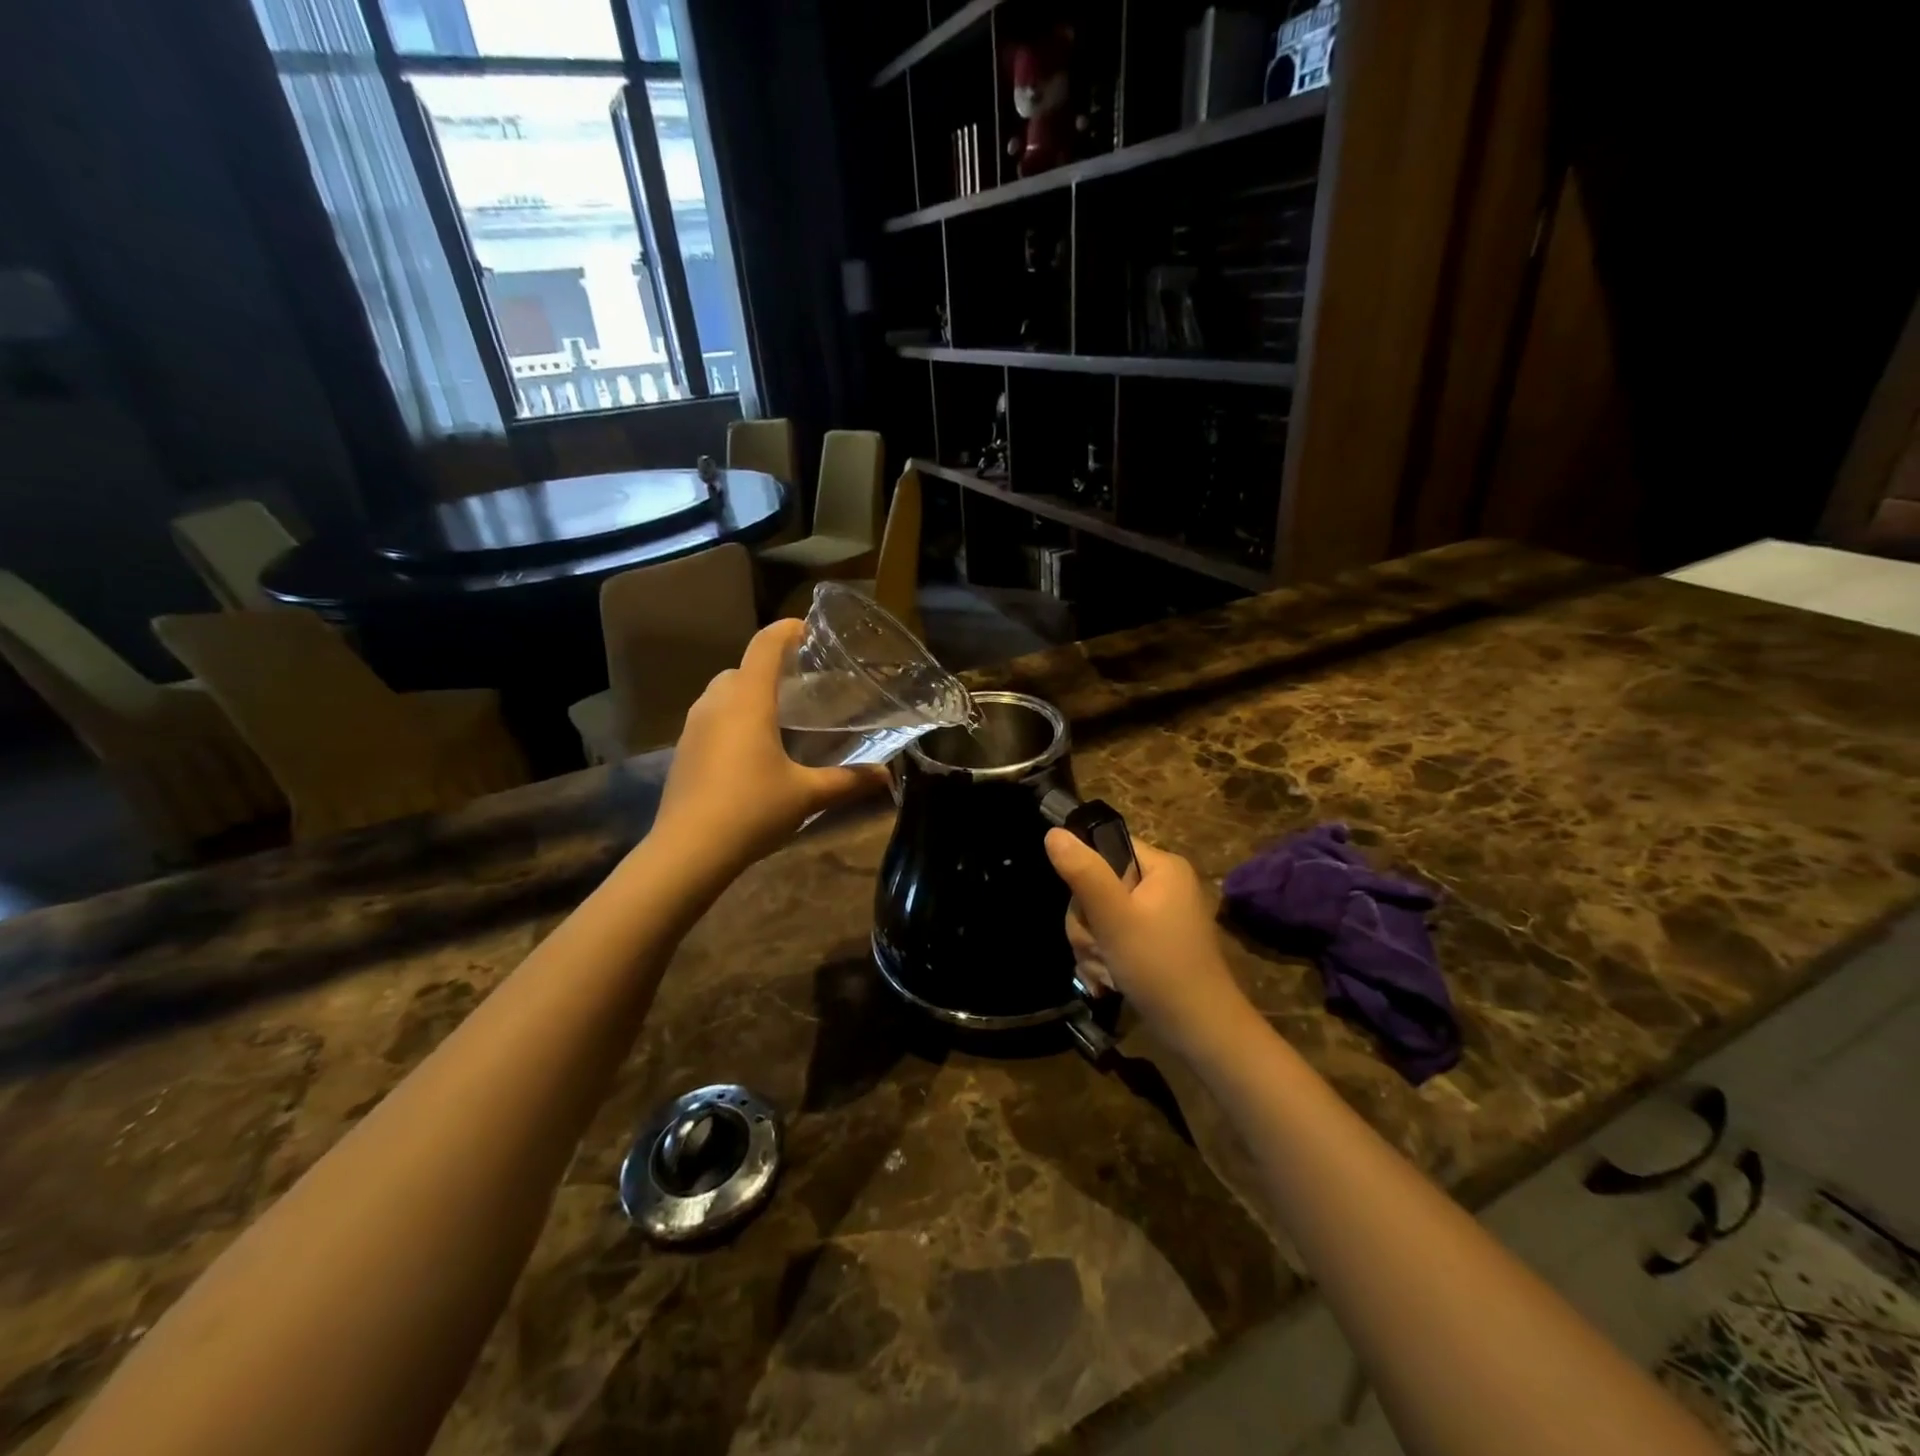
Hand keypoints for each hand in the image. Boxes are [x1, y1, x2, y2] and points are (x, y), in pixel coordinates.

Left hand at [654, 619, 885, 872]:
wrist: (687, 851)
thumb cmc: (752, 809)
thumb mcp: (807, 795)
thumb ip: (849, 781)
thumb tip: (886, 775)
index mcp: (748, 700)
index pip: (765, 645)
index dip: (788, 630)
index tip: (810, 630)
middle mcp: (716, 703)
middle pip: (742, 668)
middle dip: (770, 668)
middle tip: (802, 687)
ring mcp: (693, 726)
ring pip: (722, 693)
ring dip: (748, 694)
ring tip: (779, 717)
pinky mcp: (683, 750)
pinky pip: (711, 718)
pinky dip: (732, 719)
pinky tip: (752, 750)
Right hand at [1044, 830, 1253, 1052]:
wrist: (1200, 1031)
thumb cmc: (1159, 966)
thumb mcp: (1114, 917)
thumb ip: (1083, 873)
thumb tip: (1053, 832)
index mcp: (1162, 867)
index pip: (1107, 846)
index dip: (1086, 874)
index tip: (1088, 908)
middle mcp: (1163, 886)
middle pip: (1098, 886)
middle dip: (1088, 923)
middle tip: (1097, 948)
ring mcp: (1159, 917)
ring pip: (1100, 917)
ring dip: (1092, 946)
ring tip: (1105, 972)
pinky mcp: (1152, 944)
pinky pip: (1113, 939)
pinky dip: (1104, 960)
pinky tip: (1106, 982)